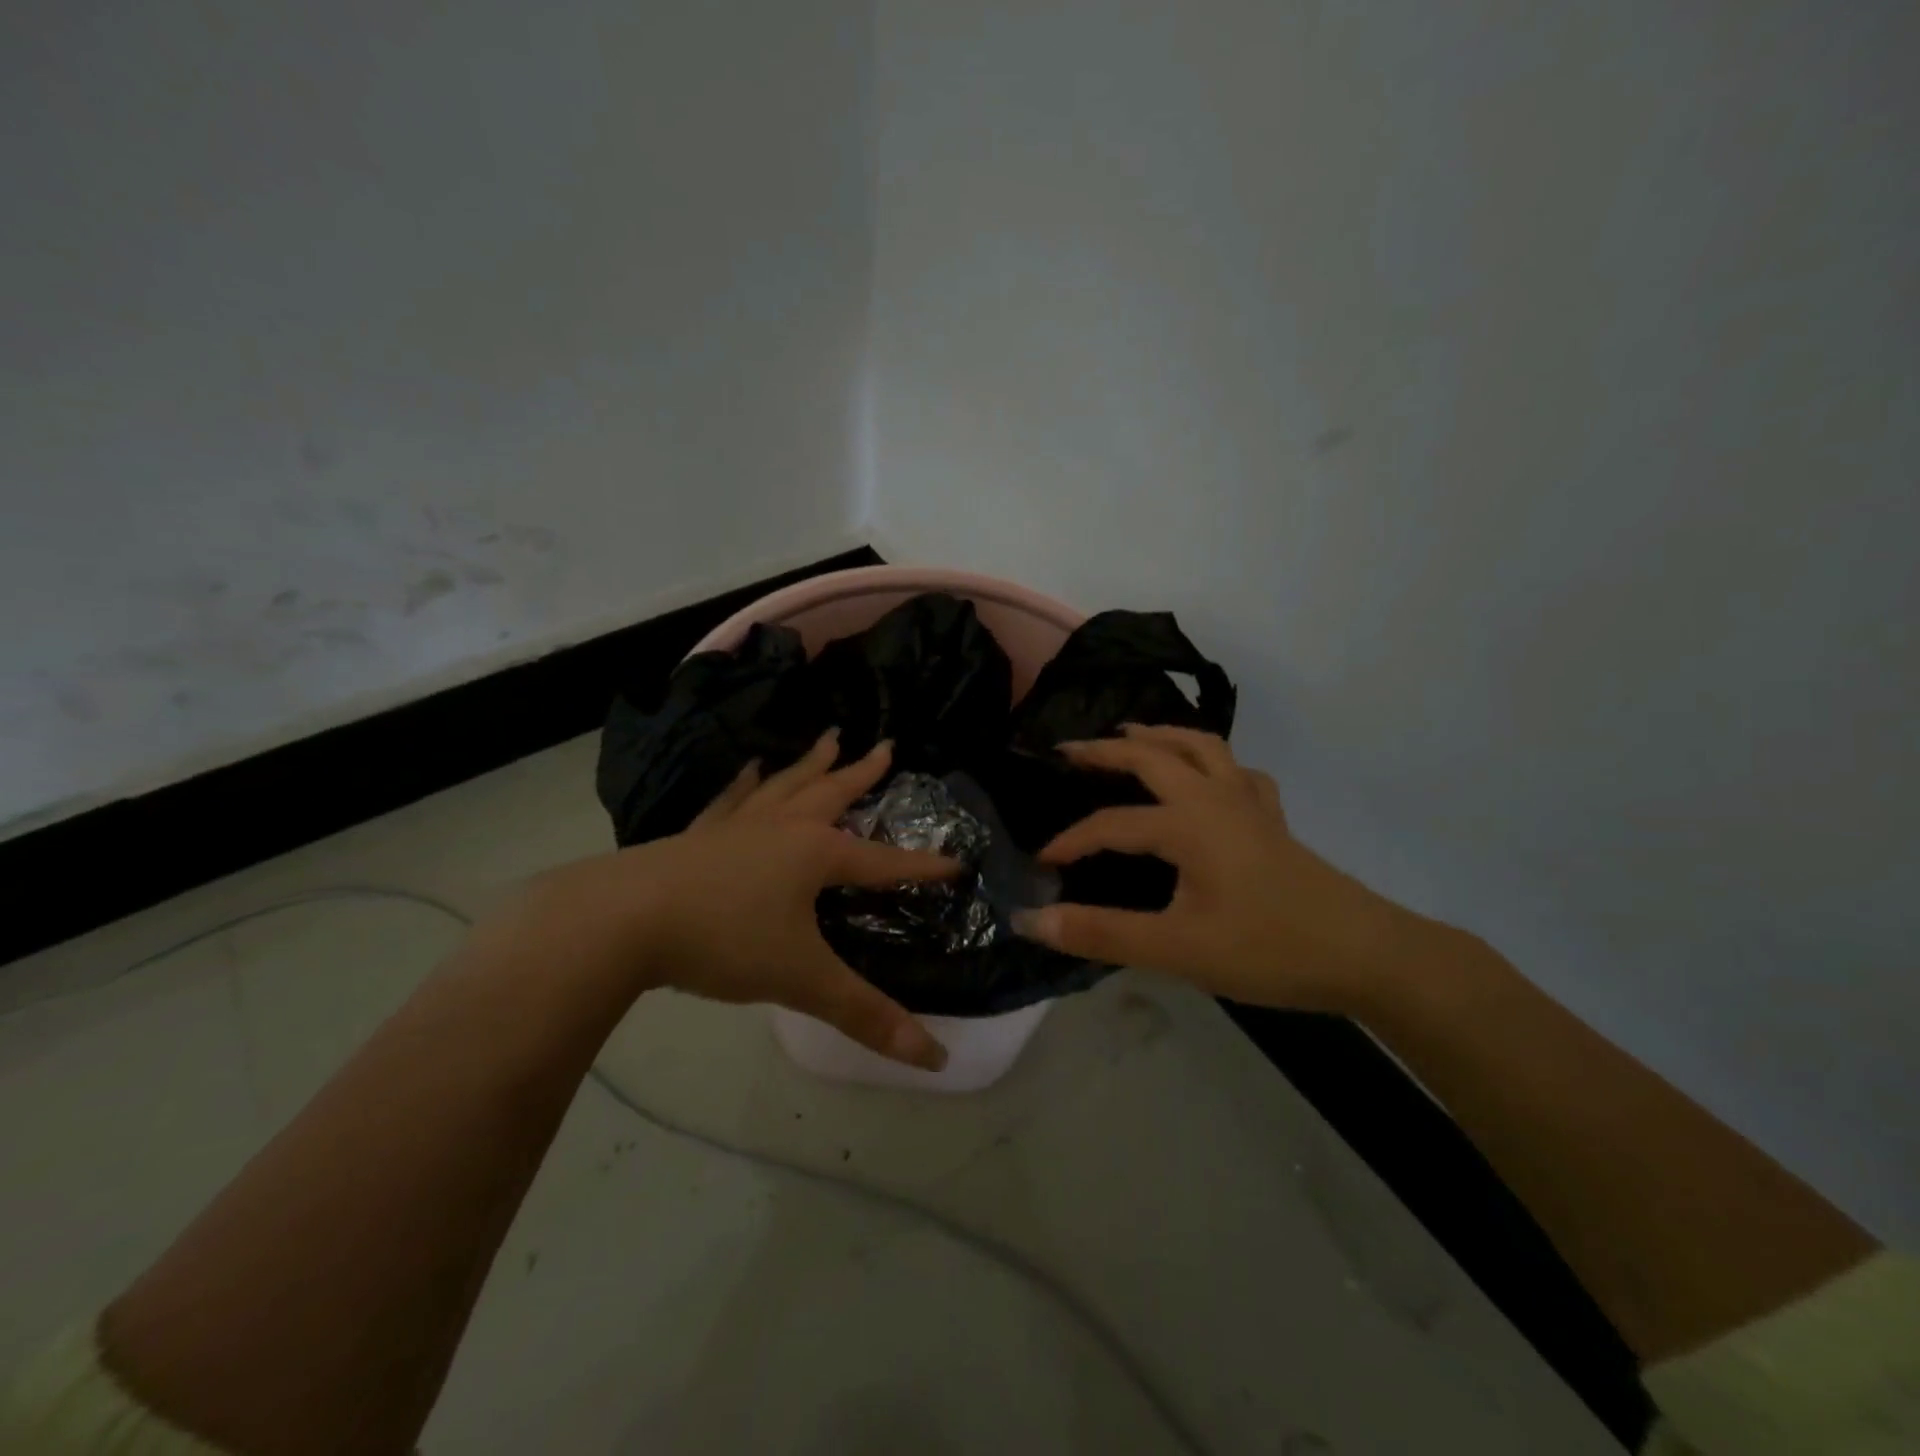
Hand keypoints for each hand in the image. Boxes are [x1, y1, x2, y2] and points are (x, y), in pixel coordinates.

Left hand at [523, 731, 958, 1069]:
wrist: (623, 920)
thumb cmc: (725, 941)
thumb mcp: (802, 980)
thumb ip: (866, 1015)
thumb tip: (934, 1059)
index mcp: (815, 854)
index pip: (884, 861)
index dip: (922, 867)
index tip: (956, 862)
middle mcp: (782, 827)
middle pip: (832, 793)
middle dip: (862, 773)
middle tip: (886, 746)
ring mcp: (737, 826)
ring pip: (785, 786)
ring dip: (810, 764)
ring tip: (829, 738)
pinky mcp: (698, 835)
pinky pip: (731, 801)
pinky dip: (744, 784)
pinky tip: (748, 769)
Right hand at [1012, 725, 1411, 1013]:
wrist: (1366, 954)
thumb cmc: (1268, 949)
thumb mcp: (1177, 948)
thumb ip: (1101, 933)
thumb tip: (1032, 921)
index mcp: (1187, 823)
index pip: (1111, 824)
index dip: (1071, 841)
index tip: (1040, 863)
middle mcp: (1215, 798)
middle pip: (1153, 756)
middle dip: (1106, 749)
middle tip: (1069, 749)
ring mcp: (1249, 804)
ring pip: (1201, 747)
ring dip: (1161, 735)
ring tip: (1132, 733)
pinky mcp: (1273, 820)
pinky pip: (1238, 772)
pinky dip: (1214, 761)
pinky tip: (1209, 776)